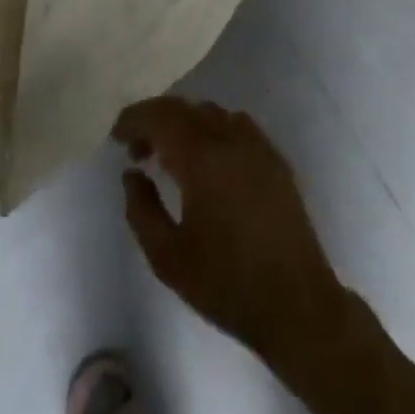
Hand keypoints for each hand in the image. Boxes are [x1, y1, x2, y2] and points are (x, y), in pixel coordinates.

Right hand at [115, 97, 350, 365]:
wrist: (297, 305)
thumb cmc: (226, 284)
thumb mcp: (168, 258)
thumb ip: (141, 210)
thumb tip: (132, 173)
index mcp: (202, 157)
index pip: (160, 116)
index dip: (134, 119)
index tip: (117, 137)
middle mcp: (230, 137)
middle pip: (184, 108)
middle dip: (155, 120)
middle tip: (138, 150)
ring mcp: (256, 144)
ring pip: (210, 113)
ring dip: (184, 124)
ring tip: (171, 156)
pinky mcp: (274, 157)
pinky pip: (235, 124)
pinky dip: (212, 130)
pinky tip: (208, 161)